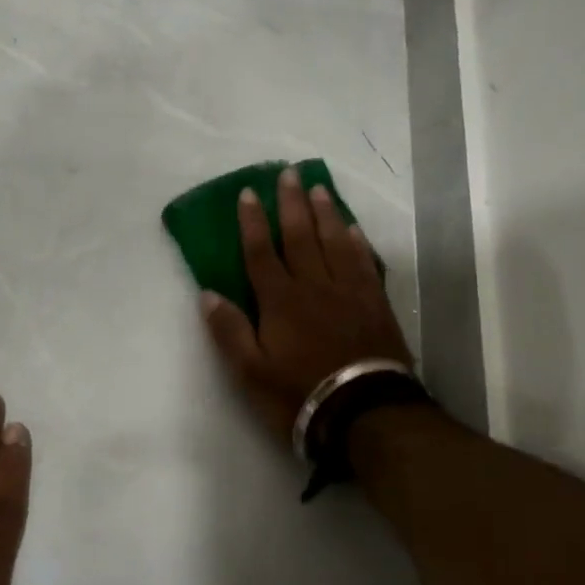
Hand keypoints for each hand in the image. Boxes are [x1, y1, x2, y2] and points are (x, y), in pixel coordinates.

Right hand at [201, 165, 413, 441]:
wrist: (363, 411)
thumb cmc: (299, 394)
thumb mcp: (250, 372)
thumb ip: (229, 331)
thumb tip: (208, 294)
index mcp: (280, 300)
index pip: (261, 252)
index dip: (252, 222)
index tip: (248, 192)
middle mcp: (314, 285)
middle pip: (301, 236)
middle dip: (291, 203)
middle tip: (288, 172)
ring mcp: (349, 292)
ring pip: (335, 241)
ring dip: (325, 213)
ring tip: (318, 188)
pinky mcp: (376, 303)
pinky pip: (365, 262)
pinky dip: (357, 242)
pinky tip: (353, 229)